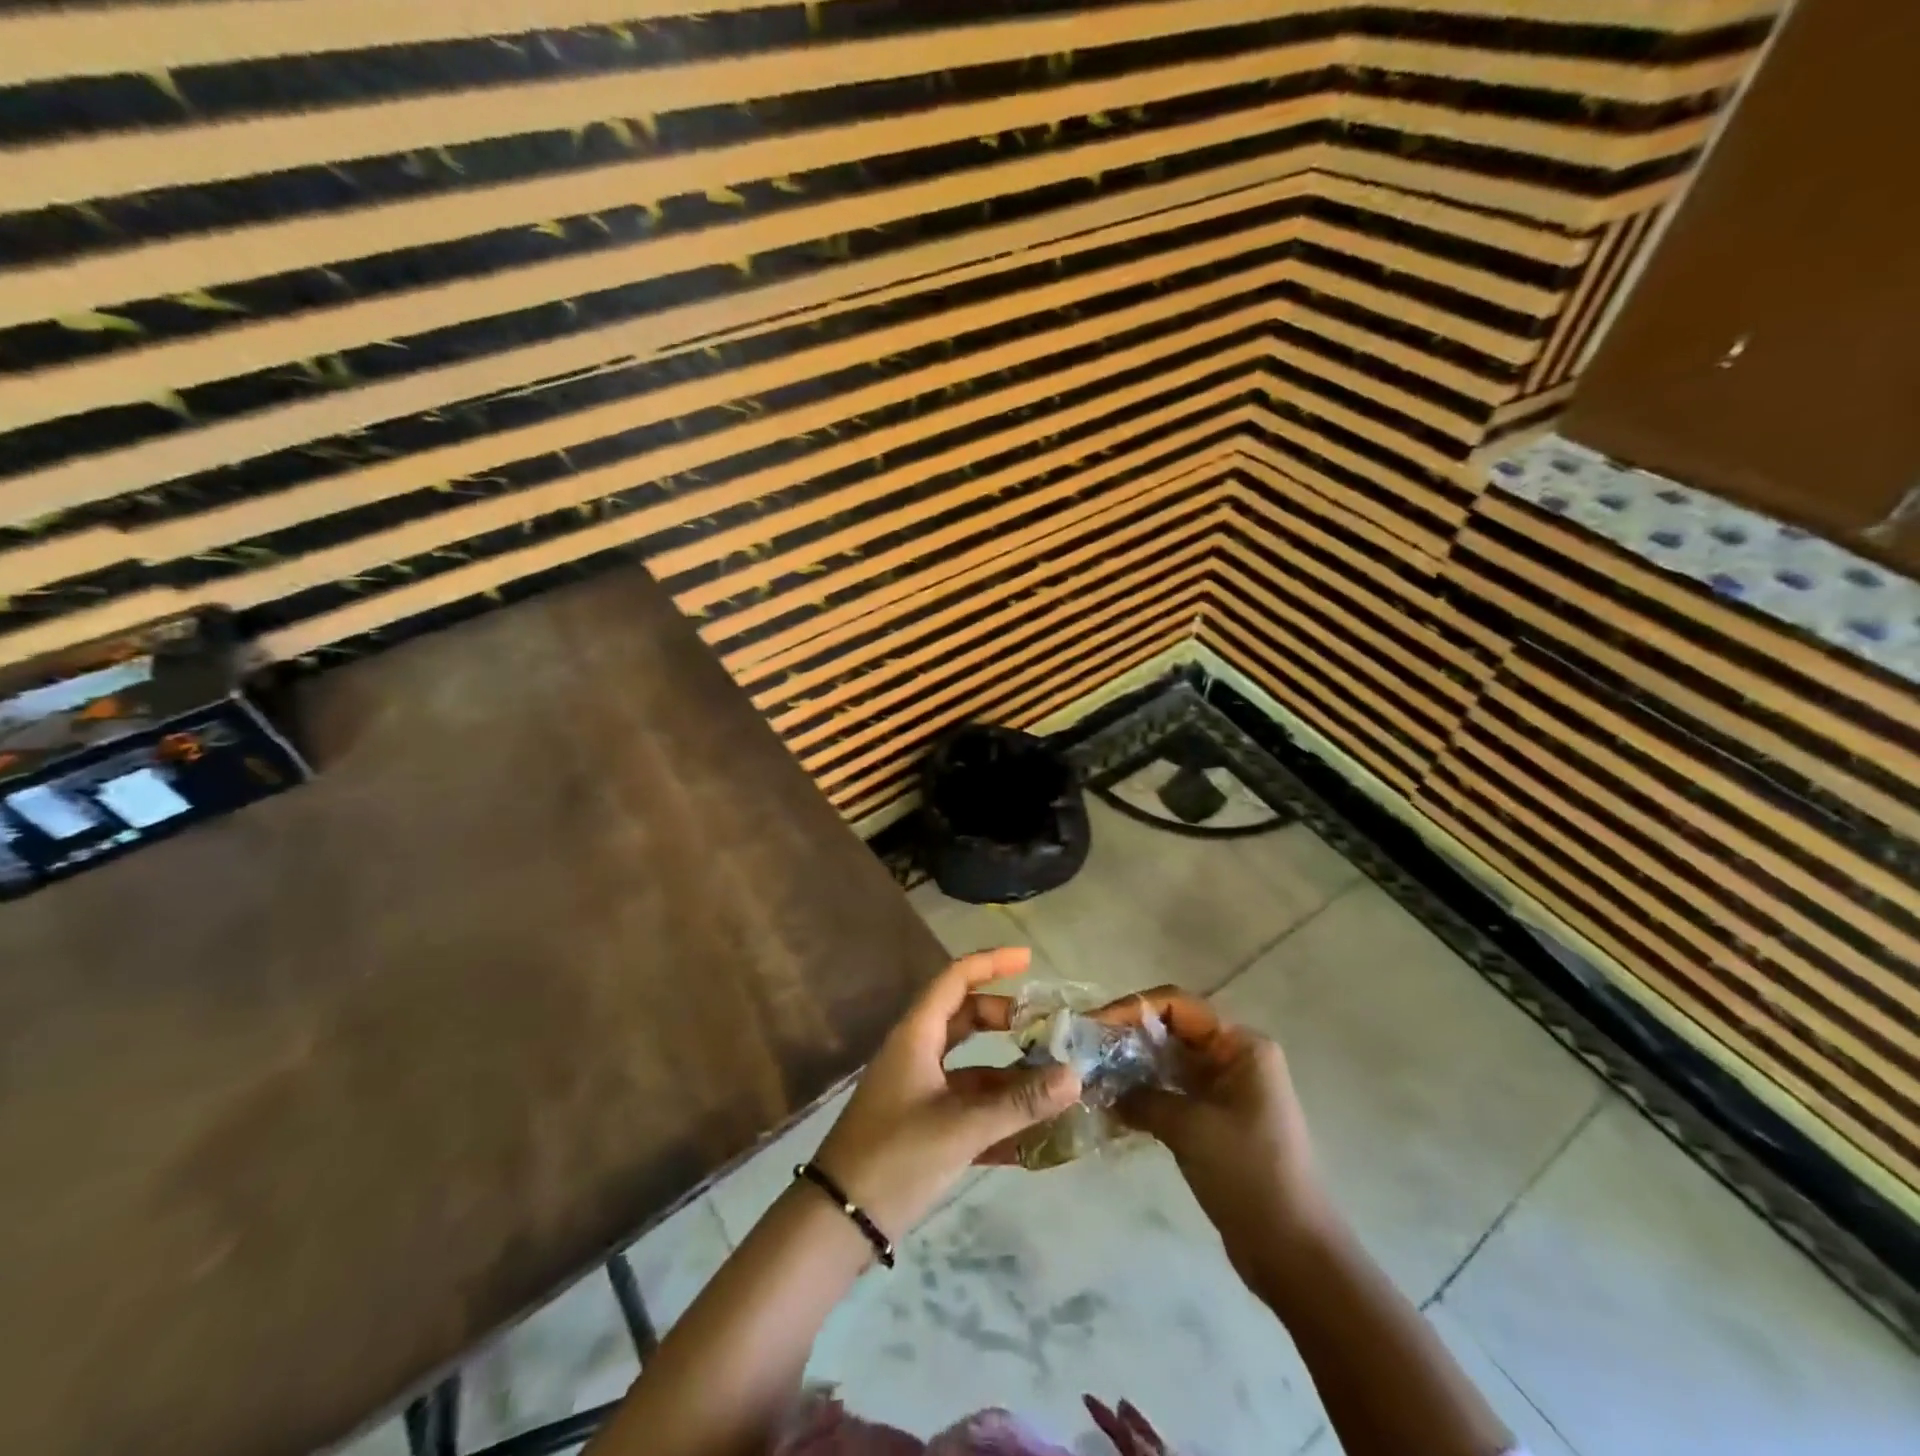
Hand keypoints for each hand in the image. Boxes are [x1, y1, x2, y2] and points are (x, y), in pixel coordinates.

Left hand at [813, 948, 1080, 1240]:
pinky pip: (964, 1102)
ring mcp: (917, 1089)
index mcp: (917, 1036)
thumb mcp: (961, 1128)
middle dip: (1004, 1019)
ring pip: (969, 1064)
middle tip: (1044, 1028)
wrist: (838, 1219)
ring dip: (1006, 1070)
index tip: (1028, 959)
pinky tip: (1031, 1130)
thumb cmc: (895, 1157)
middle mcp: (916, 1053)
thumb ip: (1019, 1104)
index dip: (991, 963)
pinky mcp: (920, 1123)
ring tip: (1050, 1080)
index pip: (955, 979)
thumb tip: (1074, 1075)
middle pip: (964, 1018)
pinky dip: (994, 1108)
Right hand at [1094, 985, 1332, 1276]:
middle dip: (1126, 1038)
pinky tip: (1110, 1105)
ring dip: (1130, 1067)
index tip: (1092, 1026)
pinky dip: (1143, 1094)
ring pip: (1167, 1062)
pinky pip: (1172, 1091)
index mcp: (1240, 1045)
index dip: (1131, 1009)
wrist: (1293, 1254)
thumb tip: (1101, 1087)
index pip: (1176, 1005)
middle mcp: (1233, 1057)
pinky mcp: (1215, 1119)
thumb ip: (1142, 1097)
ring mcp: (1225, 1090)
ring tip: (1089, 1076)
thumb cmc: (1248, 1175)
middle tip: (1083, 1051)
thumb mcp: (1190, 1128)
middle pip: (1170, 1030)